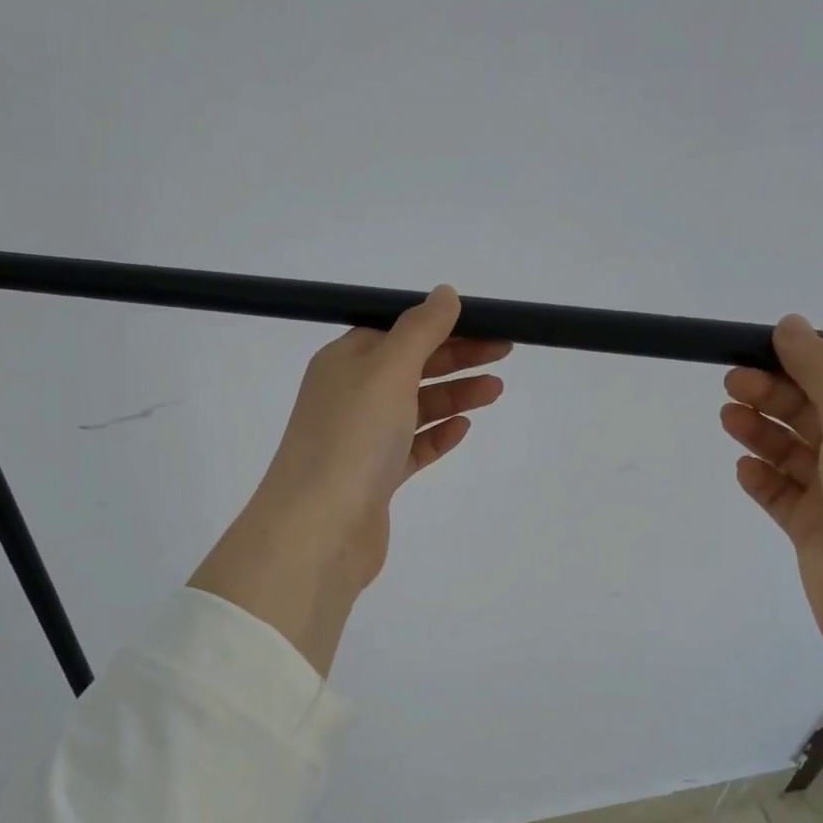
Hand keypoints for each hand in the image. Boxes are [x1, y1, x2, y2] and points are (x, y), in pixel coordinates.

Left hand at [190, 287, 509, 673]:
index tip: (485, 325)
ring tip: (495, 392)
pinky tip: (463, 430)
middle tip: (503, 354)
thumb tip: (444, 293)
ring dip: (454, 396)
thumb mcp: (388, 370)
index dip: (441, 325)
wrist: (320, 529)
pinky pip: (411, 449)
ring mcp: (361, 440)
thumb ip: (420, 330)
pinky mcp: (374, 478)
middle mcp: (349, 397)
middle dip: (456, 358)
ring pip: (414, 409)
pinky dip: (437, 436)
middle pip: (410, 367)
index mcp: (344, 362)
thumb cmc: (352, 438)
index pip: (397, 331)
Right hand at [720, 315, 822, 822]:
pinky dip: (763, 479)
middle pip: (815, 414)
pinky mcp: (818, 532)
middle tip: (730, 384)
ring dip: (763, 434)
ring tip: (728, 418)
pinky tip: (744, 469)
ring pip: (795, 454)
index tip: (755, 354)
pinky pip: (784, 496)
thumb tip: (789, 324)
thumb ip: (821, 367)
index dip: (799, 366)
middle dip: (774, 396)